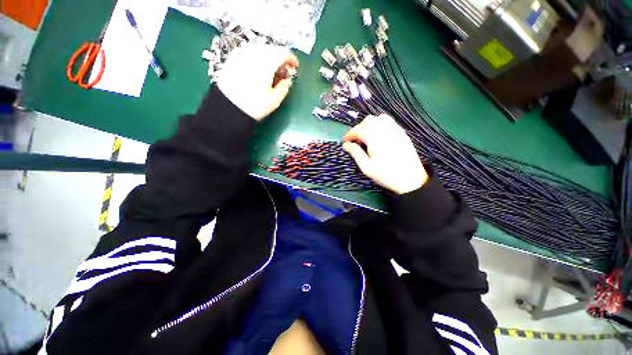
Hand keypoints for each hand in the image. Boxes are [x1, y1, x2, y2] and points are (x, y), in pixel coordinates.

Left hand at [216, 44, 297, 120]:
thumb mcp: (274, 101)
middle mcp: (254, 53)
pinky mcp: (233, 57)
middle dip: (281, 59)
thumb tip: (287, 80)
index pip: (283, 53)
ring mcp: (242, 53)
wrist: (227, 108)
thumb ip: (284, 88)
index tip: (295, 67)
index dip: (292, 59)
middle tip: (284, 72)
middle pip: (272, 49)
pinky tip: (259, 70)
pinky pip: (250, 52)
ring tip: (271, 72)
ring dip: (270, 58)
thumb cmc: (254, 106)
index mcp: (266, 63)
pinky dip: (259, 58)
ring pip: (261, 49)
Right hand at [343, 114, 427, 193]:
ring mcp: (396, 130)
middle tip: (357, 141)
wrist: (411, 180)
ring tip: (368, 137)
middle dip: (359, 128)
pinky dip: (380, 125)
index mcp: (375, 140)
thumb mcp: (367, 167)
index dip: (350, 134)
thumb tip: (345, 145)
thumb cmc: (386, 175)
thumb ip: (355, 153)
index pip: (359, 129)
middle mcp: (385, 131)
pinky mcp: (402, 133)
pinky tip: (379, 137)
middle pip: (369, 120)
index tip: (345, 142)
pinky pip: (389, 122)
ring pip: (380, 118)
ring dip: (370, 125)